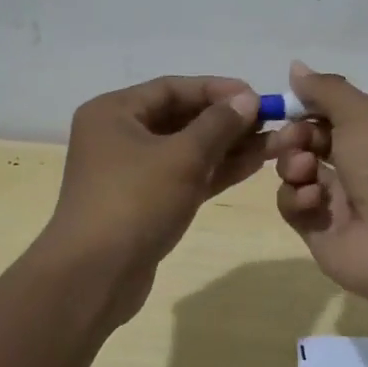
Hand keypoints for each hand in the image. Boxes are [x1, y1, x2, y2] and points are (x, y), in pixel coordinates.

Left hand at [44, 76, 268, 320]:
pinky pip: (184, 176)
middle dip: (226, 120)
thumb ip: (218, 125)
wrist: (94, 277)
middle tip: (270, 121)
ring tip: (273, 143)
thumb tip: (248, 98)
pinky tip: (253, 164)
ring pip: (186, 149)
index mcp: (114, 112)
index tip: (256, 96)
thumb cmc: (134, 202)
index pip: (172, 88)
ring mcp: (130, 172)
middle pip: (180, 117)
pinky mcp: (144, 203)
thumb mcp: (181, 157)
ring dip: (227, 146)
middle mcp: (118, 135)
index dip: (216, 89)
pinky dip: (214, 170)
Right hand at [272, 61, 367, 303]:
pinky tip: (312, 200)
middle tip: (293, 140)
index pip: (339, 115)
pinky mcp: (321, 231)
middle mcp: (366, 168)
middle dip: (297, 136)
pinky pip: (294, 206)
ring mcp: (343, 202)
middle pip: (314, 142)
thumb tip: (296, 67)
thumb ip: (326, 90)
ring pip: (299, 172)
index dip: (312, 109)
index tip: (291, 104)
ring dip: (294, 165)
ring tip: (304, 171)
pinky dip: (297, 198)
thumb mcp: (362, 113)